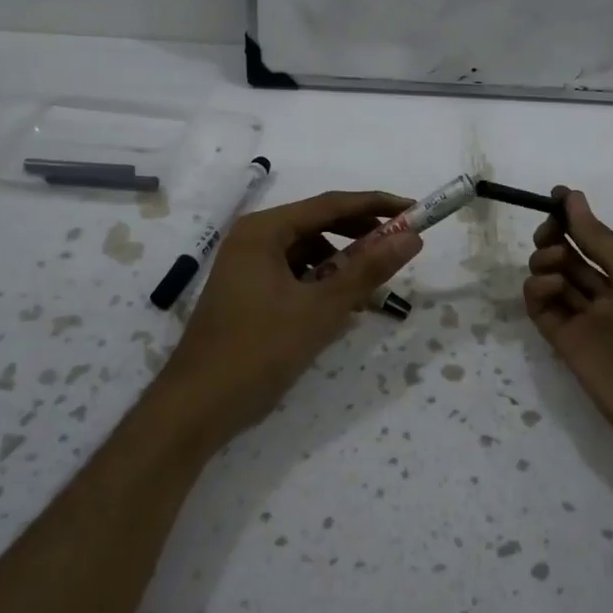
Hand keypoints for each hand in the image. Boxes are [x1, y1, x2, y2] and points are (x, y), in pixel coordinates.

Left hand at [151, 190, 423, 452]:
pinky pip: (294, 276)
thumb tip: (411, 237)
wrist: (197, 407)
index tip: (415, 211)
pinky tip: (341, 309)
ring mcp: (247, 266)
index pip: (331, 204)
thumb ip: (368, 270)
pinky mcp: (248, 293)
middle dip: (360, 236)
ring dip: (342, 265)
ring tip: (372, 290)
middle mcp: (253, 239)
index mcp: (264, 230)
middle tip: (400, 248)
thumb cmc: (259, 350)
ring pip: (307, 253)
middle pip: (318, 224)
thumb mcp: (322, 309)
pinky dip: (321, 285)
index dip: (377, 206)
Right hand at [523, 187, 612, 468]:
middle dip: (556, 237)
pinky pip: (544, 310)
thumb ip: (598, 237)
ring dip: (547, 261)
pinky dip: (539, 292)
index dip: (575, 217)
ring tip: (553, 263)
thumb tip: (573, 198)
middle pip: (573, 257)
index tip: (553, 197)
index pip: (598, 238)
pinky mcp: (567, 344)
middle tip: (549, 232)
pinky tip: (548, 286)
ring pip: (555, 280)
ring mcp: (589, 320)